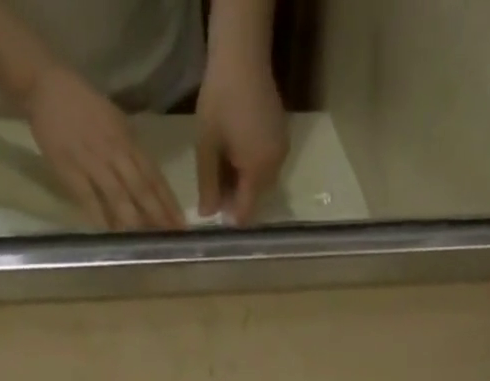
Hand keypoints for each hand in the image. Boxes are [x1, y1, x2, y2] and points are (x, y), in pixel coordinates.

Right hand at [23, 65, 183, 230]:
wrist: (45, 85)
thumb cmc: (84, 106)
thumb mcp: (116, 122)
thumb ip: (132, 152)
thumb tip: (149, 183)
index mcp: (128, 140)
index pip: (154, 176)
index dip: (168, 202)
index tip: (181, 226)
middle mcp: (115, 152)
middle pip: (141, 189)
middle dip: (158, 216)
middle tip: (172, 240)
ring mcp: (92, 161)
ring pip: (119, 196)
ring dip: (135, 221)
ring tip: (148, 244)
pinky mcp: (70, 169)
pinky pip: (88, 198)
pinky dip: (100, 217)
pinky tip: (111, 236)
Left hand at [195, 53, 287, 222]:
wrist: (242, 54)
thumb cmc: (220, 99)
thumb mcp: (207, 146)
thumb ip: (208, 184)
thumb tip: (207, 215)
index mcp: (258, 172)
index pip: (246, 212)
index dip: (229, 218)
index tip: (213, 212)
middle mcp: (276, 167)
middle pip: (255, 199)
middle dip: (235, 199)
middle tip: (213, 187)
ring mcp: (282, 151)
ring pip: (261, 183)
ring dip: (243, 183)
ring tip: (223, 167)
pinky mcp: (282, 137)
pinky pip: (266, 164)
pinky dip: (251, 167)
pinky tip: (236, 153)